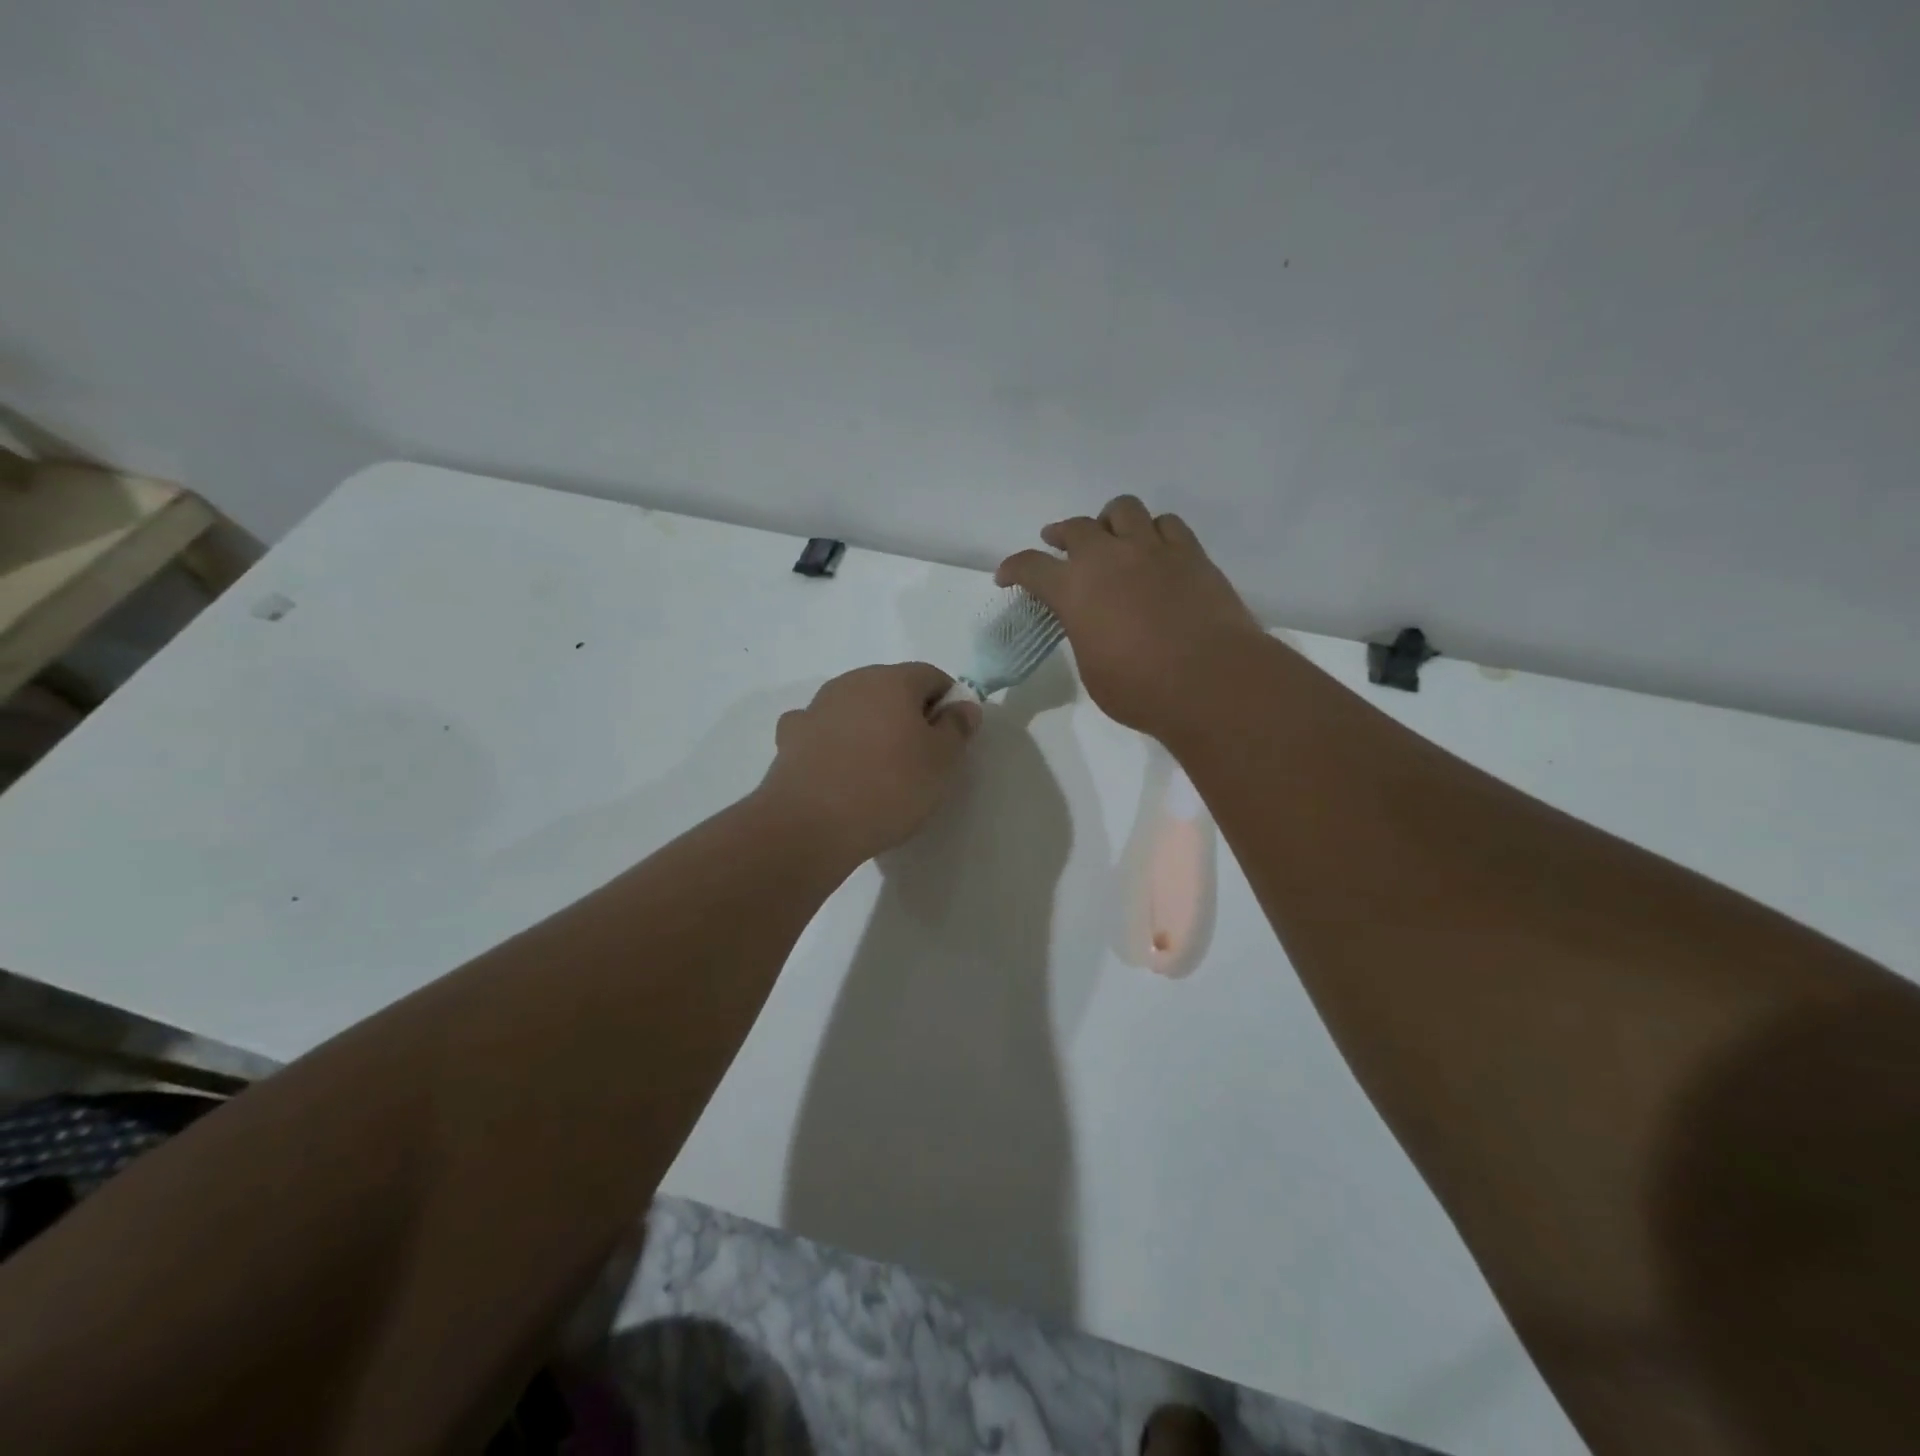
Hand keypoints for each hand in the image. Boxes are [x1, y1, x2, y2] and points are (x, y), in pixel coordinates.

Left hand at [757, 663, 981, 861]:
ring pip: (855, 708)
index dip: (948, 702)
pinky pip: (822, 730)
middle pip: (890, 688)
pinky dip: (834, 742)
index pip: (931, 676)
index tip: (951, 737)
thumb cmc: (889, 787)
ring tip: (878, 770)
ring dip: (870, 727)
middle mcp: (851, 682)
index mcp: (892, 680)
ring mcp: (816, 708)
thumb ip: (957, 727)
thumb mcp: (942, 762)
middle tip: (919, 757)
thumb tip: (962, 705)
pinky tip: (838, 769)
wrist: (811, 825)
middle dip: (908, 714)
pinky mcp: (790, 737)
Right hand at [996, 496, 1262, 739]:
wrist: (1211, 681)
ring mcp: (1153, 549)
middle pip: (1076, 527)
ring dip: (1109, 521)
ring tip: (1111, 537)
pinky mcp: (1191, 553)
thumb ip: (1084, 634)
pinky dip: (1153, 531)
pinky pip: (1167, 524)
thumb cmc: (1141, 689)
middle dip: (1060, 535)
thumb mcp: (1092, 669)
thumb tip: (1092, 623)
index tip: (1007, 577)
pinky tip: (1155, 548)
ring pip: (1123, 509)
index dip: (1014, 569)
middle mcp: (1108, 557)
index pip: (1031, 566)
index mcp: (1074, 589)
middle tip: (1058, 545)